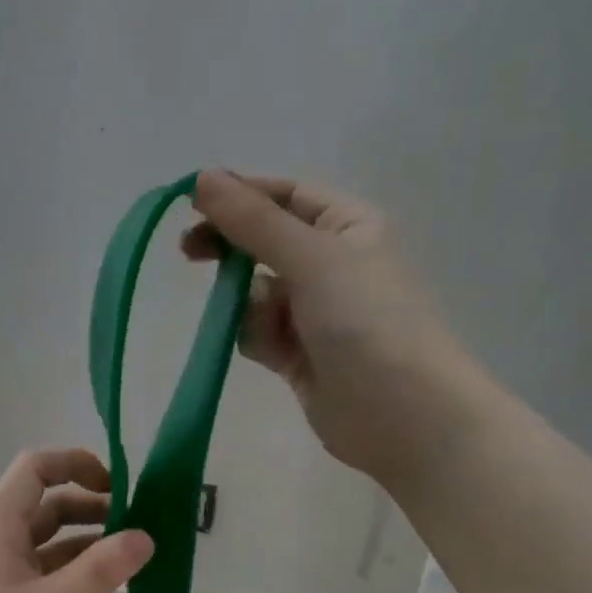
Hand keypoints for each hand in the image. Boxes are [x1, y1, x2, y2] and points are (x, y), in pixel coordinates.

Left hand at [0, 448, 152, 592]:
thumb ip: (100, 570)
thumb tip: (146, 536)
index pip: (35, 469)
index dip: (75, 464)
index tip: (118, 486)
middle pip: (49, 508)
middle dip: (93, 509)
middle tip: (138, 529)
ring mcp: (3, 581)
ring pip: (53, 548)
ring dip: (90, 549)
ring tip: (133, 563)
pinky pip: (50, 582)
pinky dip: (79, 582)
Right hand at [184, 171, 474, 486]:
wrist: (403, 414)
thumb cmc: (367, 322)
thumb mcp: (312, 258)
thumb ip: (254, 221)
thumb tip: (202, 178)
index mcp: (347, 227)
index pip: (284, 196)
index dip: (239, 195)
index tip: (191, 204)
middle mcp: (330, 264)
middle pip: (263, 242)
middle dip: (231, 249)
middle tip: (188, 253)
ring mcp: (313, 312)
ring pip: (255, 292)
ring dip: (246, 304)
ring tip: (264, 326)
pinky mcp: (298, 355)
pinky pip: (258, 332)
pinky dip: (255, 337)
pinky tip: (272, 354)